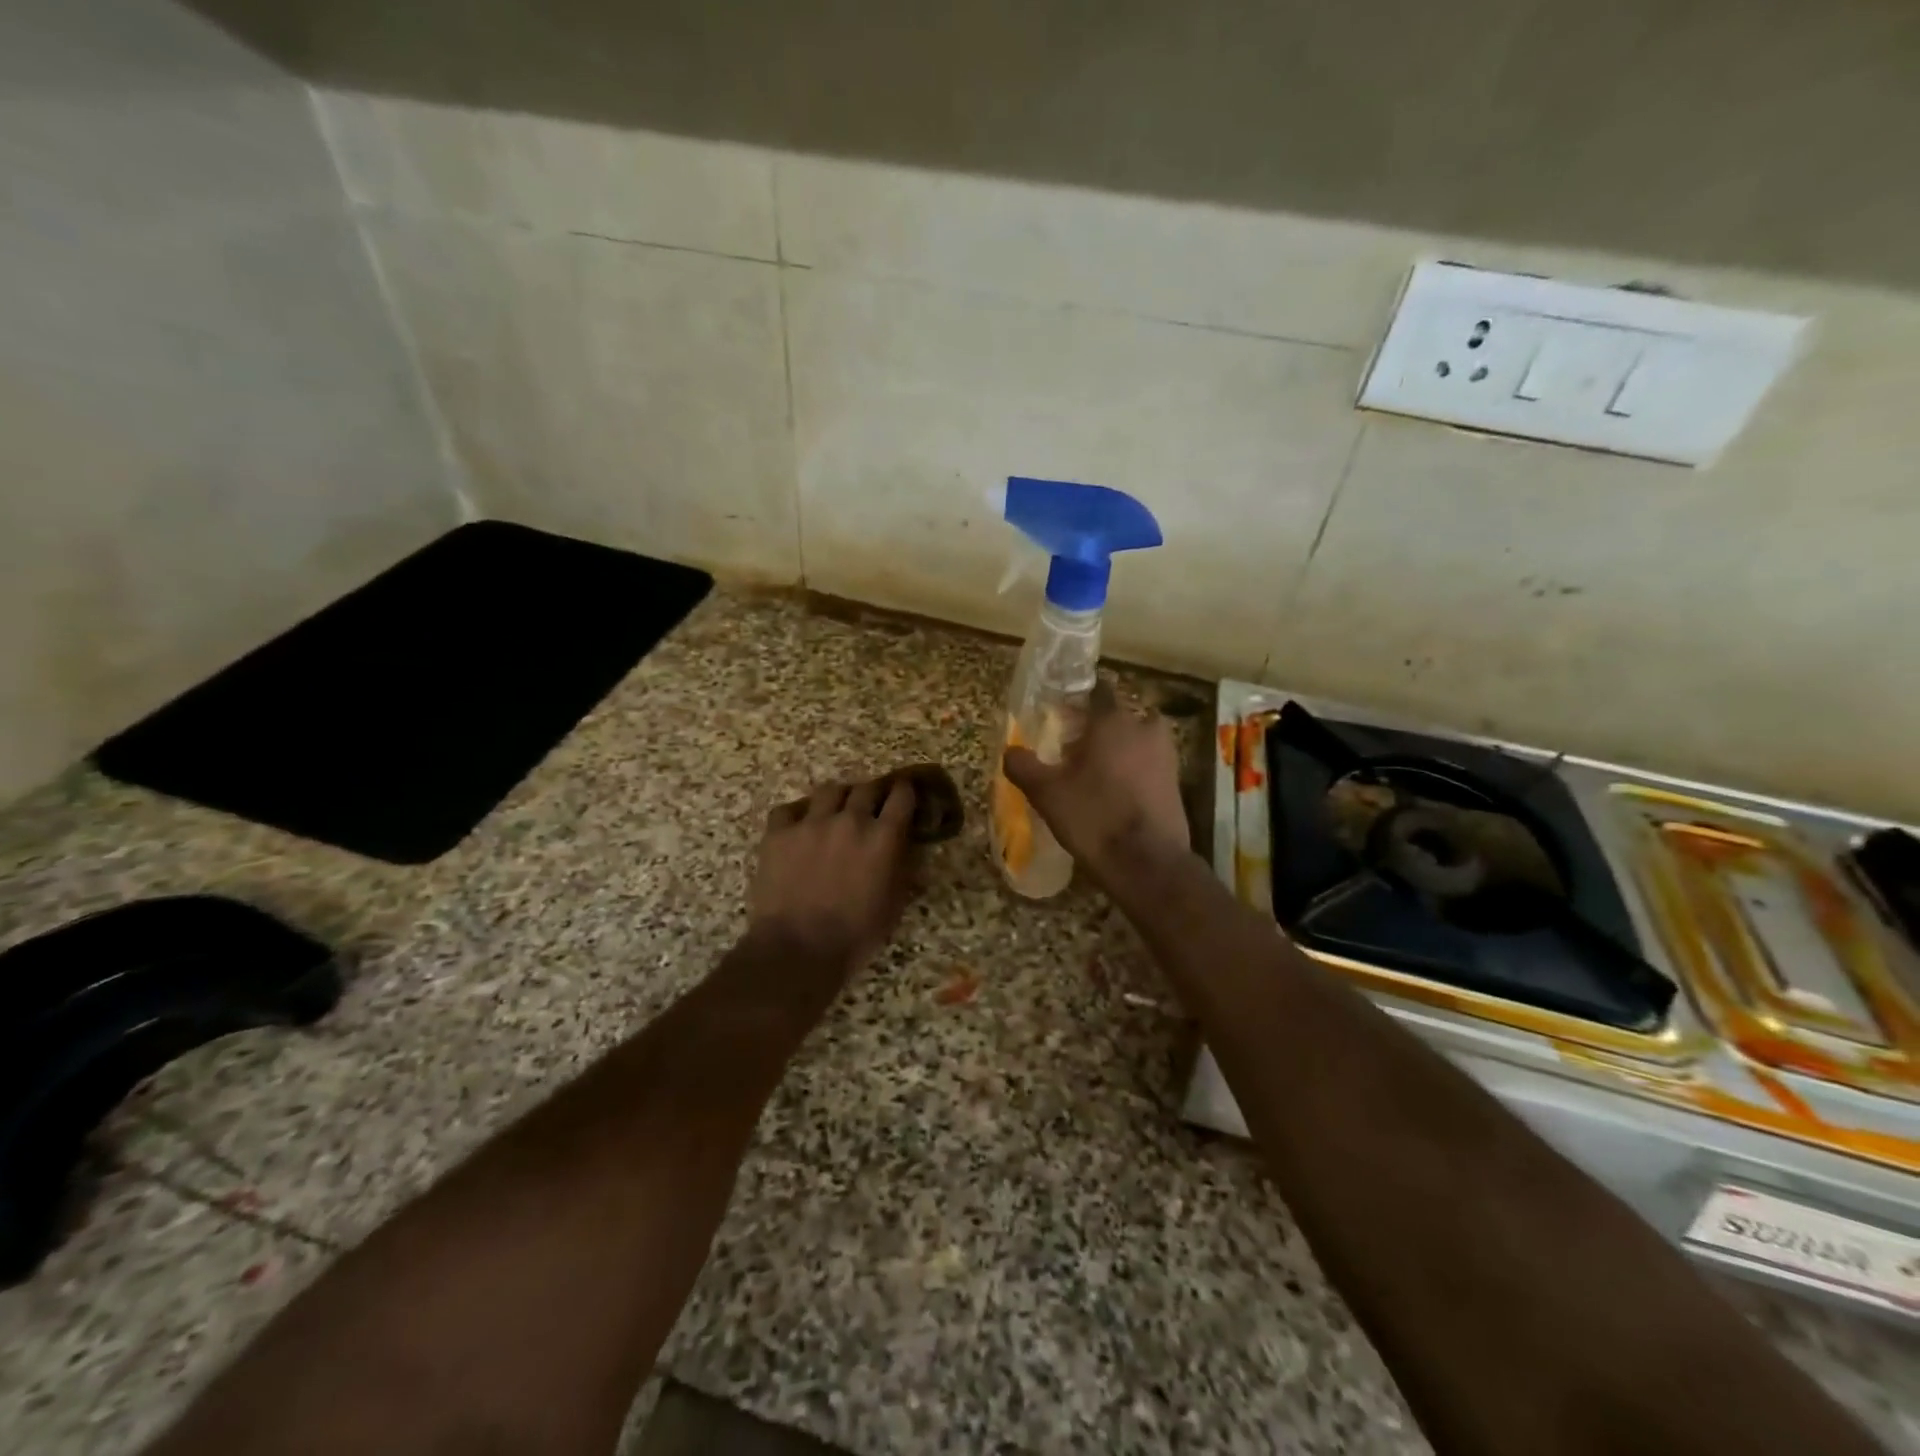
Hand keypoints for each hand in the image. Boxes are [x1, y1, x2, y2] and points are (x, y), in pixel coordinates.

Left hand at [749, 776, 918, 971]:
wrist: (797, 949)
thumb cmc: (855, 935)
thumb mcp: (894, 905)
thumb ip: (903, 869)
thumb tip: (907, 849)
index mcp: (883, 837)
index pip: (901, 796)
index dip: (905, 791)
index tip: (905, 794)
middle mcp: (850, 820)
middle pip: (866, 788)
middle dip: (873, 793)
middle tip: (872, 805)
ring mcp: (811, 823)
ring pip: (829, 790)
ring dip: (838, 798)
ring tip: (835, 810)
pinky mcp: (778, 833)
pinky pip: (789, 809)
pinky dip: (797, 814)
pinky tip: (798, 827)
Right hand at [1002, 681, 1189, 884]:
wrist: (1147, 863)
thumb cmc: (1093, 817)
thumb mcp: (1046, 793)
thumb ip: (1023, 766)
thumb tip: (1010, 751)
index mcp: (1113, 721)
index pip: (1098, 691)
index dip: (1079, 700)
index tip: (1063, 714)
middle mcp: (1144, 729)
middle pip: (1120, 715)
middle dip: (1100, 726)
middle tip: (1075, 746)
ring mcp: (1166, 755)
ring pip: (1138, 739)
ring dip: (1120, 747)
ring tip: (1096, 771)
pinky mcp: (1176, 782)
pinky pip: (1150, 763)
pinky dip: (1135, 770)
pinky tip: (1116, 792)